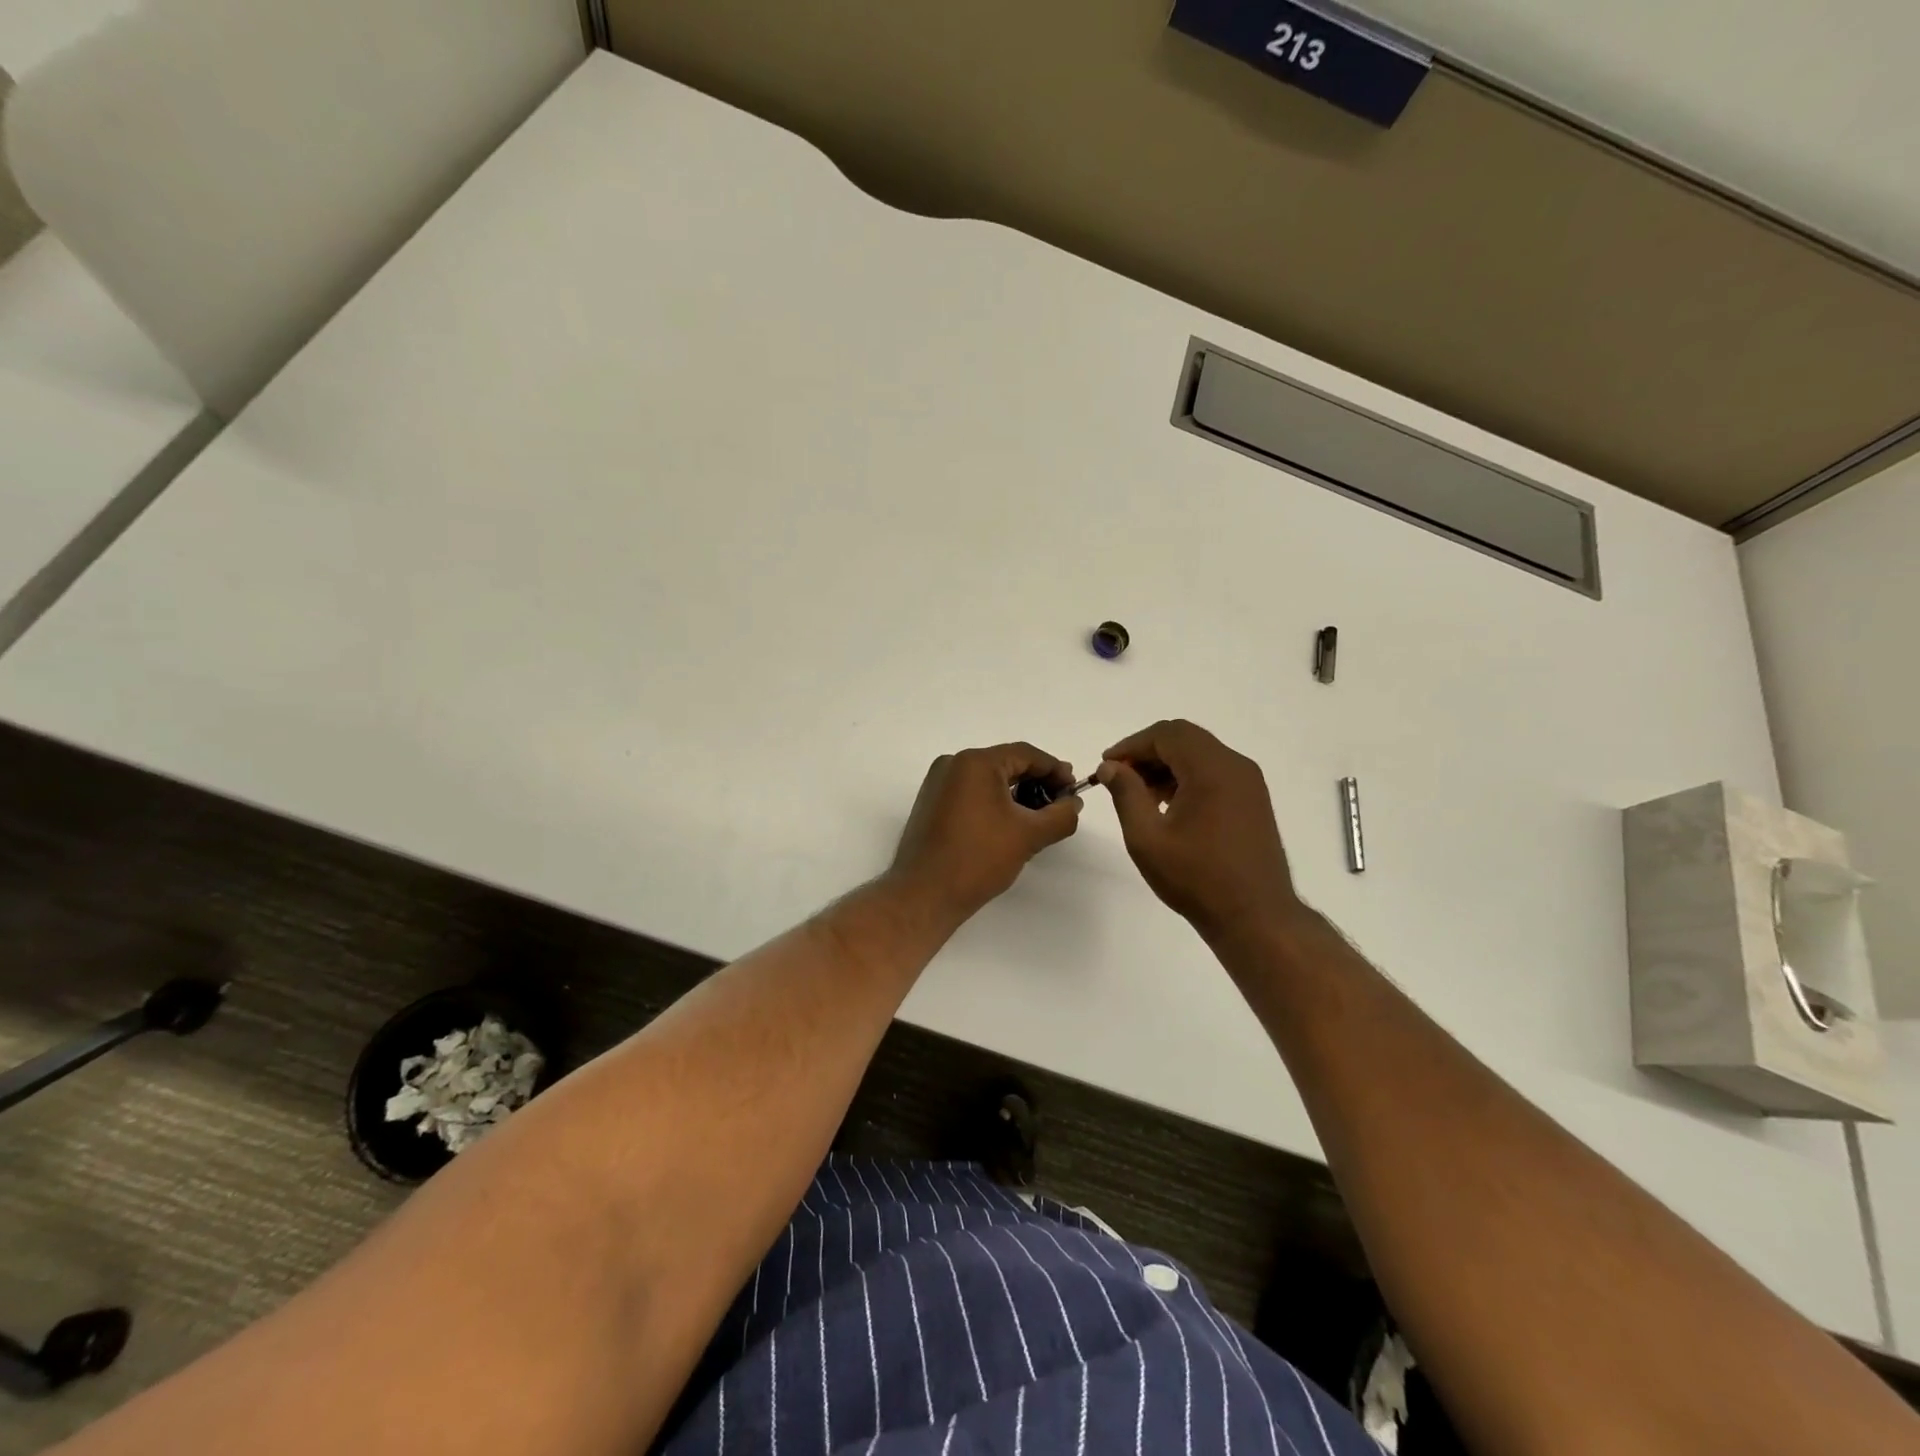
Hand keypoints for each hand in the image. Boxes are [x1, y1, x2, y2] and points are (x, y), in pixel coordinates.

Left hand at [888, 743, 1081, 921]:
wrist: (924, 894)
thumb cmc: (978, 858)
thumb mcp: (1029, 836)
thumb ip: (1060, 815)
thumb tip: (1073, 803)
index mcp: (975, 762)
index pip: (1025, 754)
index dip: (1054, 769)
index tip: (1074, 790)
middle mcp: (953, 764)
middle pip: (1006, 763)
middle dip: (1036, 782)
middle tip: (1060, 804)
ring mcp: (938, 783)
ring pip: (988, 779)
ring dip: (1016, 793)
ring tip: (1038, 818)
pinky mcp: (931, 803)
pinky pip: (971, 792)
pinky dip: (994, 802)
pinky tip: (1009, 824)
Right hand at [1097, 720, 1301, 941]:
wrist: (1255, 917)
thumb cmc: (1196, 878)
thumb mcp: (1147, 837)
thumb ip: (1126, 794)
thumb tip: (1110, 766)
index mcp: (1211, 769)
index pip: (1165, 734)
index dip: (1131, 745)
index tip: (1107, 766)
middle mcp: (1235, 766)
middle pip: (1184, 738)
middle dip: (1148, 752)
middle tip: (1121, 778)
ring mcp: (1249, 782)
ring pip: (1200, 753)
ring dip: (1167, 764)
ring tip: (1142, 796)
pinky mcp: (1253, 800)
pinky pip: (1215, 771)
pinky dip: (1187, 777)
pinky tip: (1169, 806)